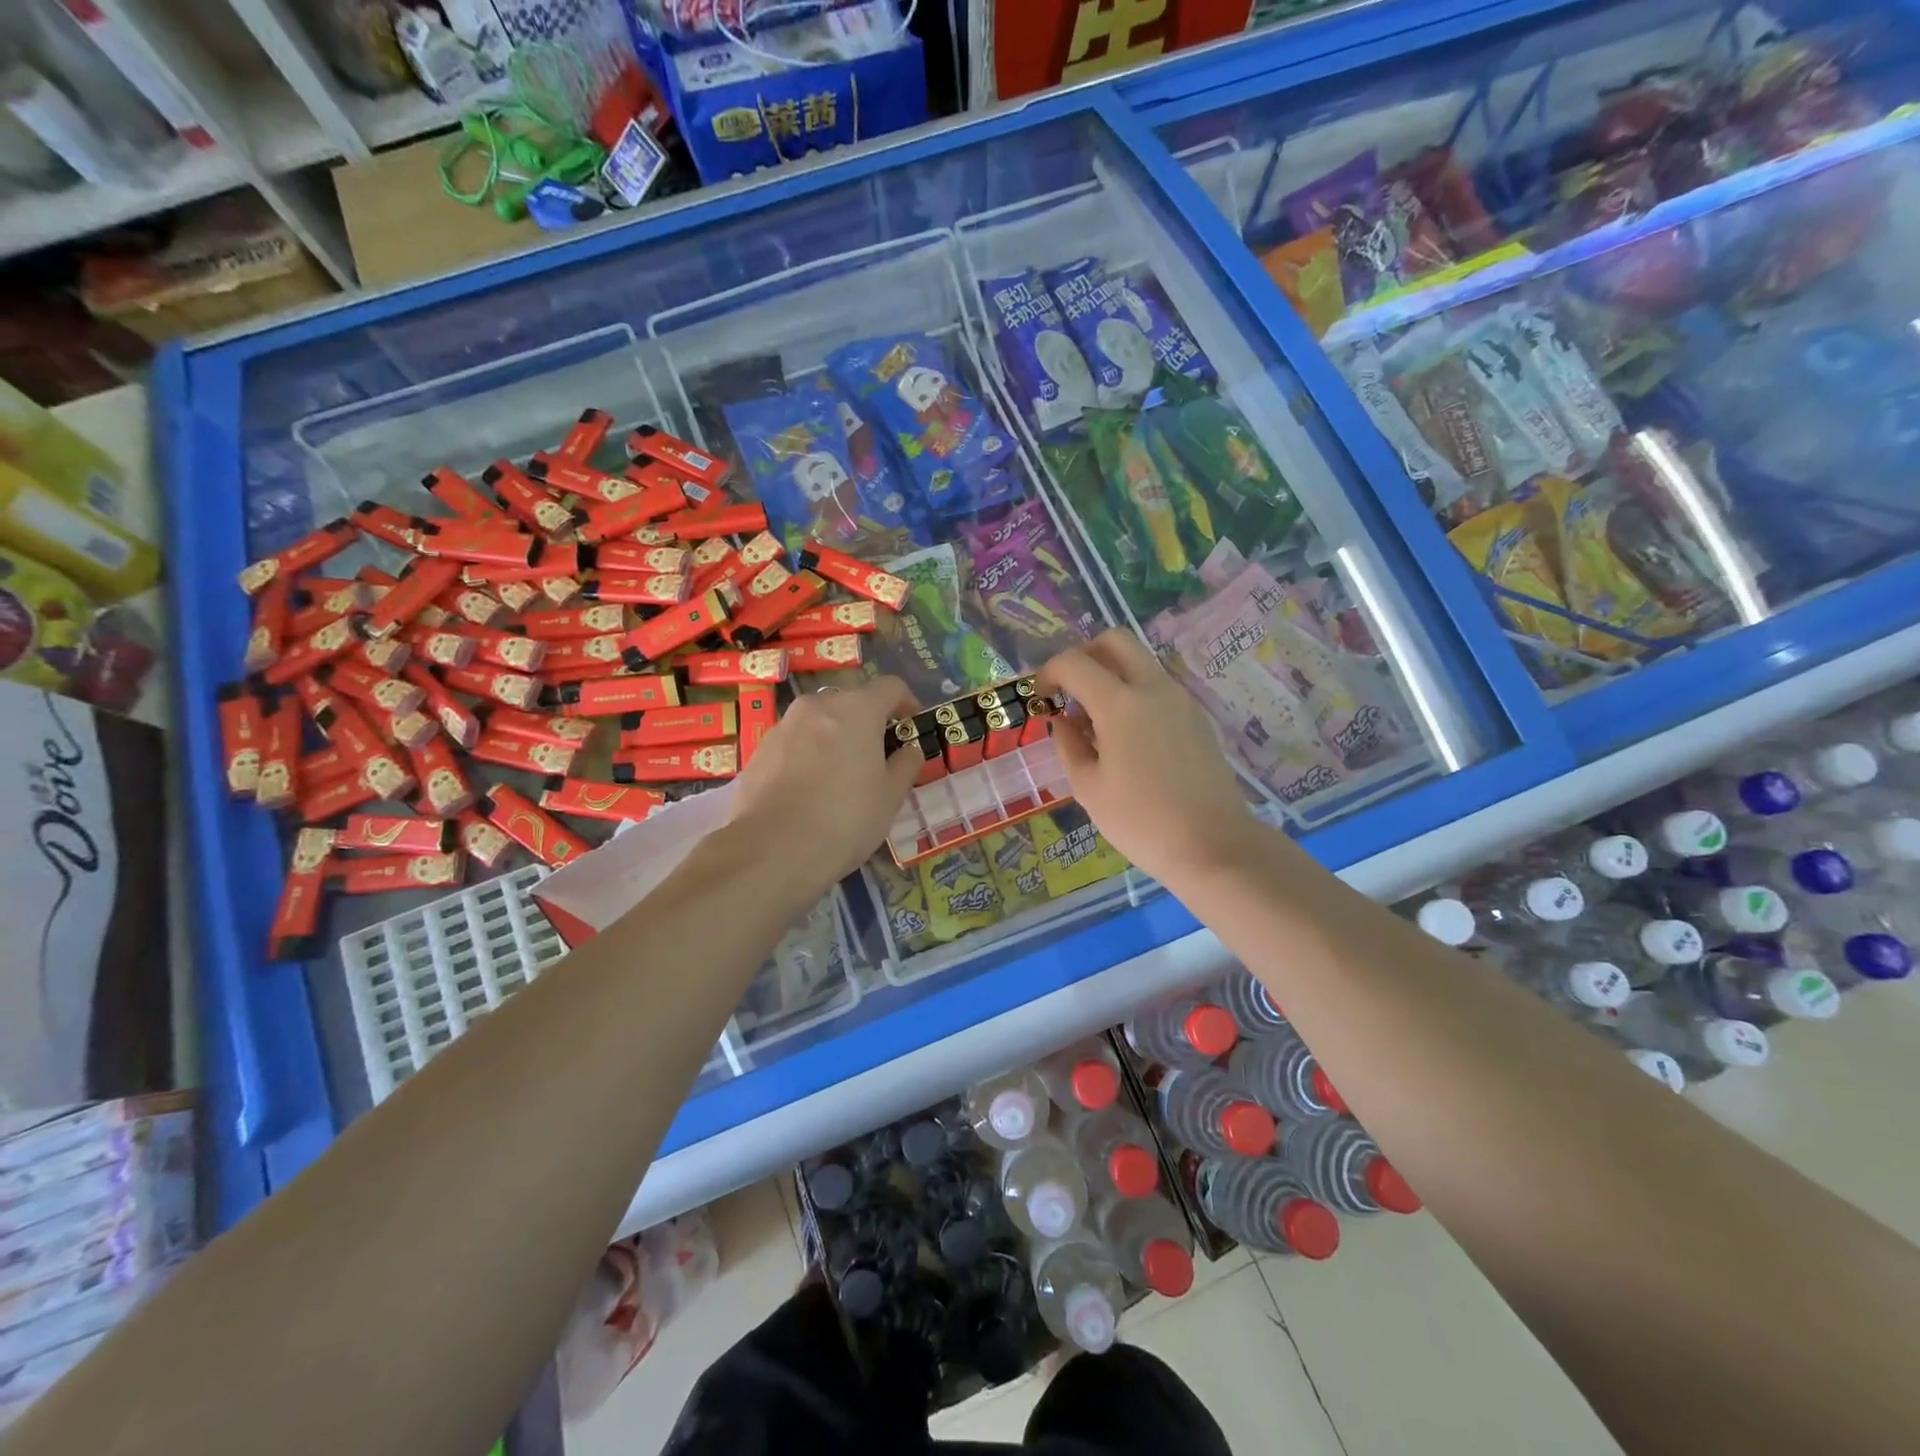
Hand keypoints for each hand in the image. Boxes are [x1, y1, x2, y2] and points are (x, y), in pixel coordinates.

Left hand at [728, 675, 922, 887]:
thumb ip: (906, 765)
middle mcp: (818, 706)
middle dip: (869, 724)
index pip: (891, 687)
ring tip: (841, 778)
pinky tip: (809, 792)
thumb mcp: (891, 797)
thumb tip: (909, 751)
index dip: (907, 704)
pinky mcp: (760, 750)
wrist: (771, 850)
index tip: (911, 730)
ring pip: (820, 722)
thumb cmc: (845, 819)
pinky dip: (809, 755)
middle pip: (852, 702)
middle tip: (878, 760)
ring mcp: (784, 725)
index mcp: (857, 709)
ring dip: (836, 738)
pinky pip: (795, 742)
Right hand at [1038, 630, 1269, 886]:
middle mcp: (1153, 688)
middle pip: (1115, 641)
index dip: (1049, 672)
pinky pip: (1157, 686)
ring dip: (1111, 674)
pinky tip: (1127, 737)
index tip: (1041, 697)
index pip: (1074, 662)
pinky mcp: (1196, 716)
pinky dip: (1134, 693)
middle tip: (1070, 691)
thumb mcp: (1088, 788)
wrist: (1212, 845)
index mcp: (1120, 703)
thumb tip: (1061, 720)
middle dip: (1085, 656)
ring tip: (1096, 722)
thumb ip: (1068, 744)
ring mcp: (1180, 699)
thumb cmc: (1140, 821)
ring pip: (1140, 661)